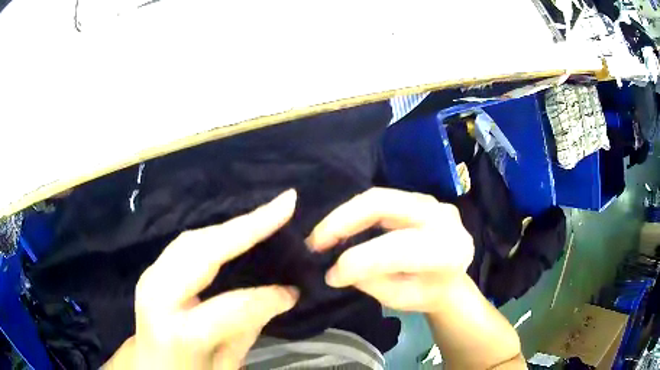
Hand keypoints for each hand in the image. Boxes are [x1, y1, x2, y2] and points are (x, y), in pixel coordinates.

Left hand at [104, 190, 299, 369]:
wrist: (149, 366)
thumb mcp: (225, 363)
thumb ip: (249, 326)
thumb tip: (283, 294)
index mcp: (178, 332)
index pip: (231, 306)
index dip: (267, 297)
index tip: (295, 290)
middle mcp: (158, 296)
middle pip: (203, 252)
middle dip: (247, 225)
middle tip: (286, 205)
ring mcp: (151, 277)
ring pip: (193, 238)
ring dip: (232, 225)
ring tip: (267, 214)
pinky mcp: (153, 270)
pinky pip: (187, 243)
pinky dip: (216, 234)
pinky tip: (237, 230)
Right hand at [307, 187, 473, 312]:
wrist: (449, 280)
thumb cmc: (428, 294)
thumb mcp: (400, 298)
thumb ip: (371, 281)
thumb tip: (335, 268)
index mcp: (449, 250)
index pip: (398, 249)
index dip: (359, 261)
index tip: (330, 276)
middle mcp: (443, 217)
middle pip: (384, 206)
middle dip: (342, 221)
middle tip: (315, 243)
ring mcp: (431, 202)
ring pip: (378, 198)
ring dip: (344, 215)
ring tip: (322, 236)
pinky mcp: (418, 198)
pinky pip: (381, 200)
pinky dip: (355, 213)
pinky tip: (339, 228)